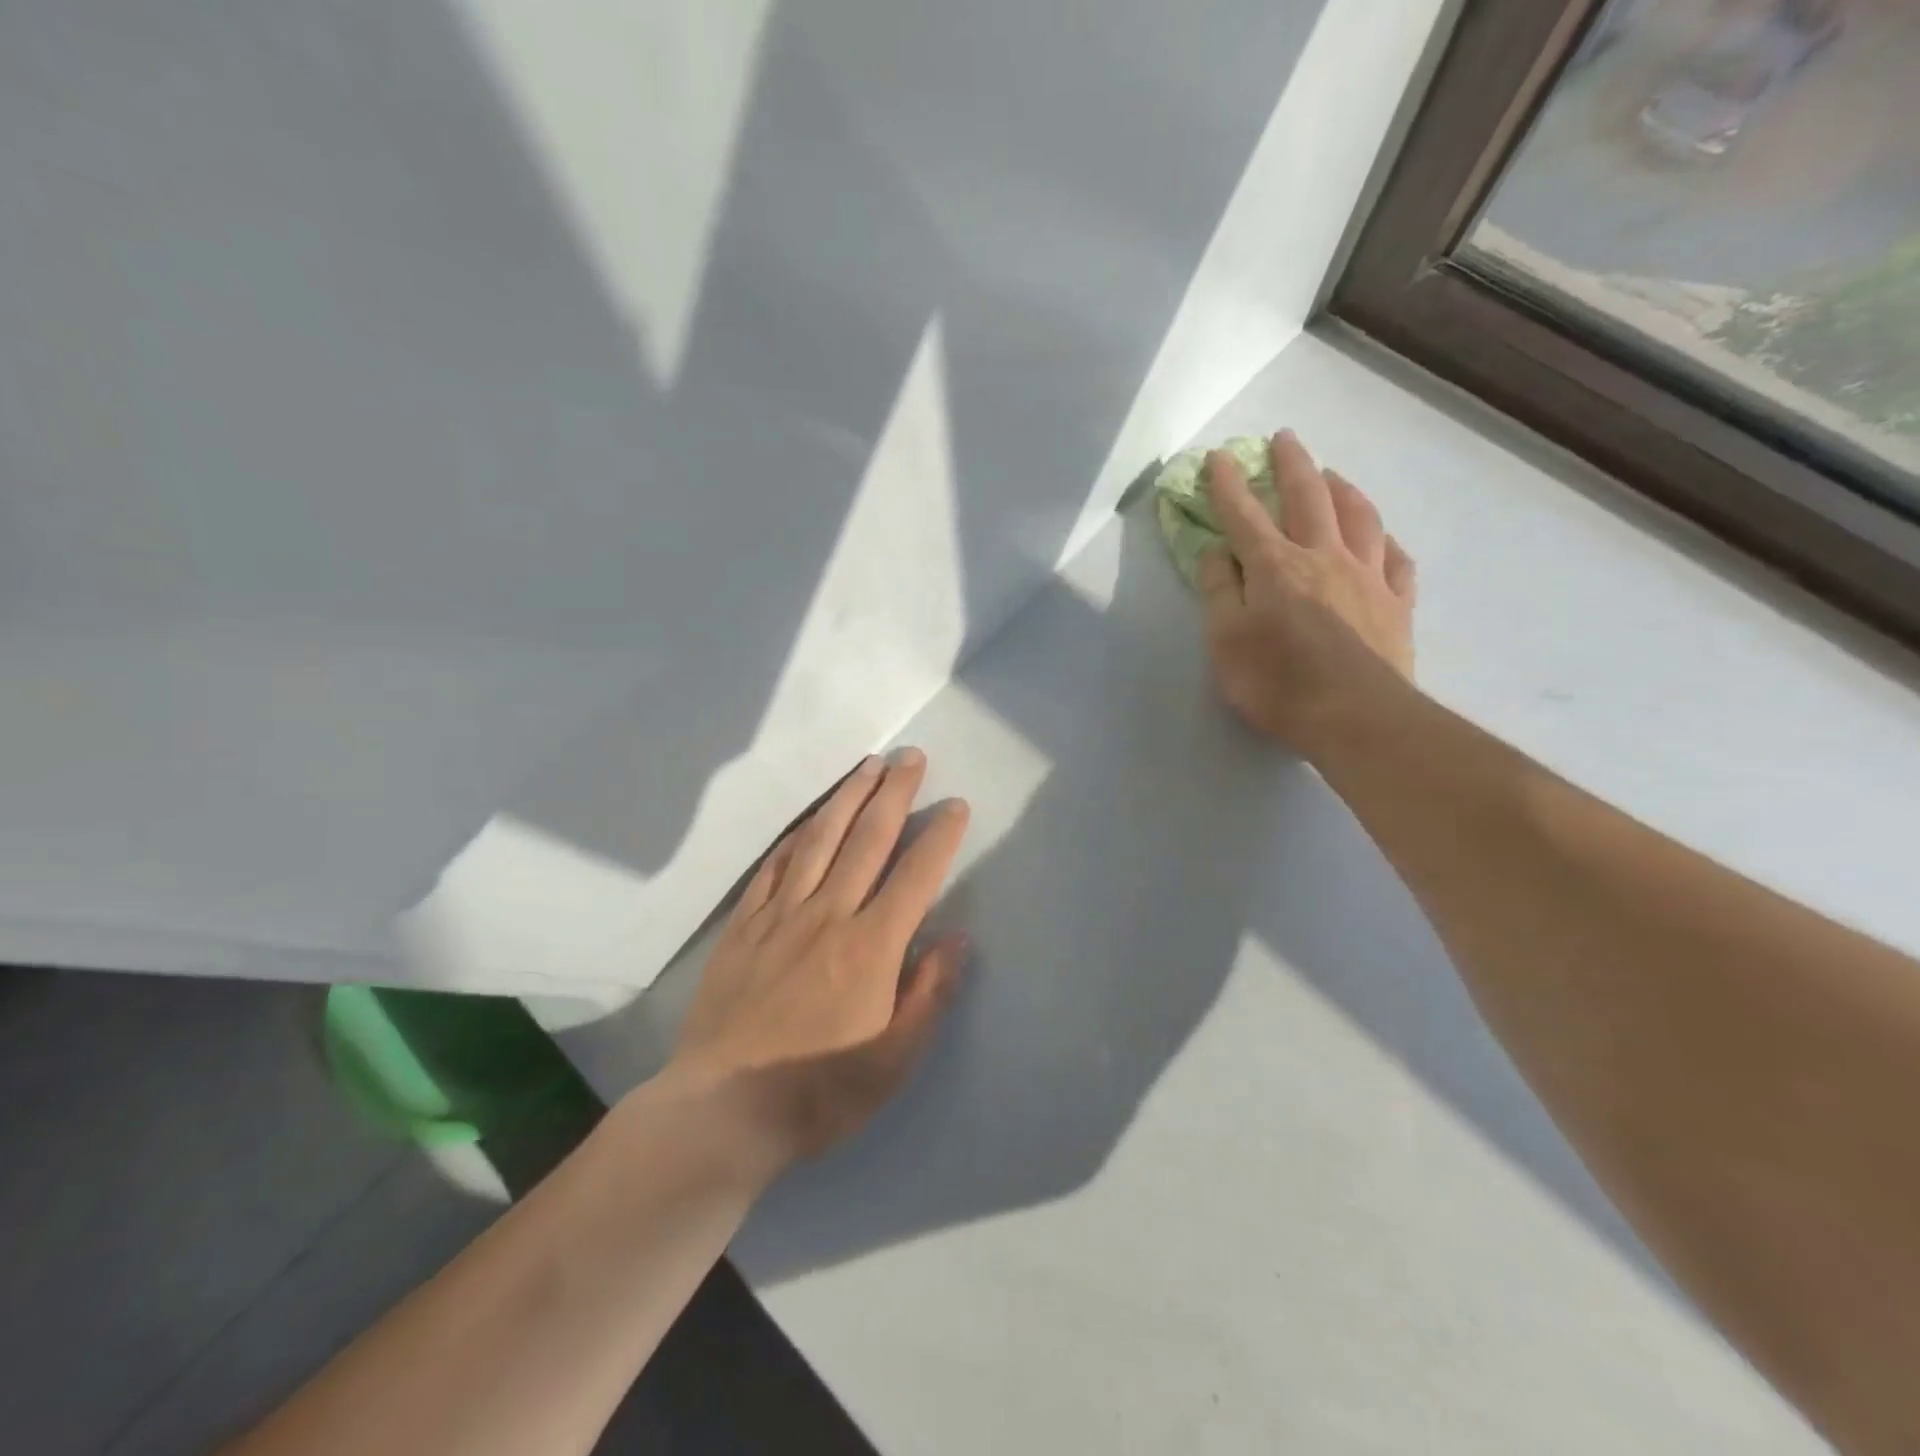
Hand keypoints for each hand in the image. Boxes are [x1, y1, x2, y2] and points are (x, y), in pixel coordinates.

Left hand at [663, 749, 970, 1177]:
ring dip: (848, 797)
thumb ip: (930, 992)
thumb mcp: (894, 1059)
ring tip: (867, 766)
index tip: (956, 805)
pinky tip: (809, 819)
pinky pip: (774, 866)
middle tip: (910, 757)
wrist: (723, 1110)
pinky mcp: (744, 925)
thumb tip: (958, 935)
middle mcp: (829, 914)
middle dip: (894, 793)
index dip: (941, 836)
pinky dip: (796, 836)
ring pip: (820, 840)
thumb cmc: (820, 1090)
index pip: (916, 875)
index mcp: (871, 946)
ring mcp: (781, 914)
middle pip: (868, 839)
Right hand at [1196, 430, 1416, 754]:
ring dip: (1343, 489)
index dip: (1227, 485)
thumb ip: (1218, 592)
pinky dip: (1387, 542)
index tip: (1218, 456)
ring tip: (1333, 474)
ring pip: (1359, 518)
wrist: (1356, 718)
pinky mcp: (1397, 605)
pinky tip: (1383, 539)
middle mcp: (1324, 558)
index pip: (1244, 515)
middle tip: (1285, 438)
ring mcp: (1368, 578)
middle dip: (1292, 465)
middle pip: (1307, 498)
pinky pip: (1397, 561)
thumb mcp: (1225, 642)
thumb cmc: (1277, 683)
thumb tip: (1216, 552)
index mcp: (1275, 567)